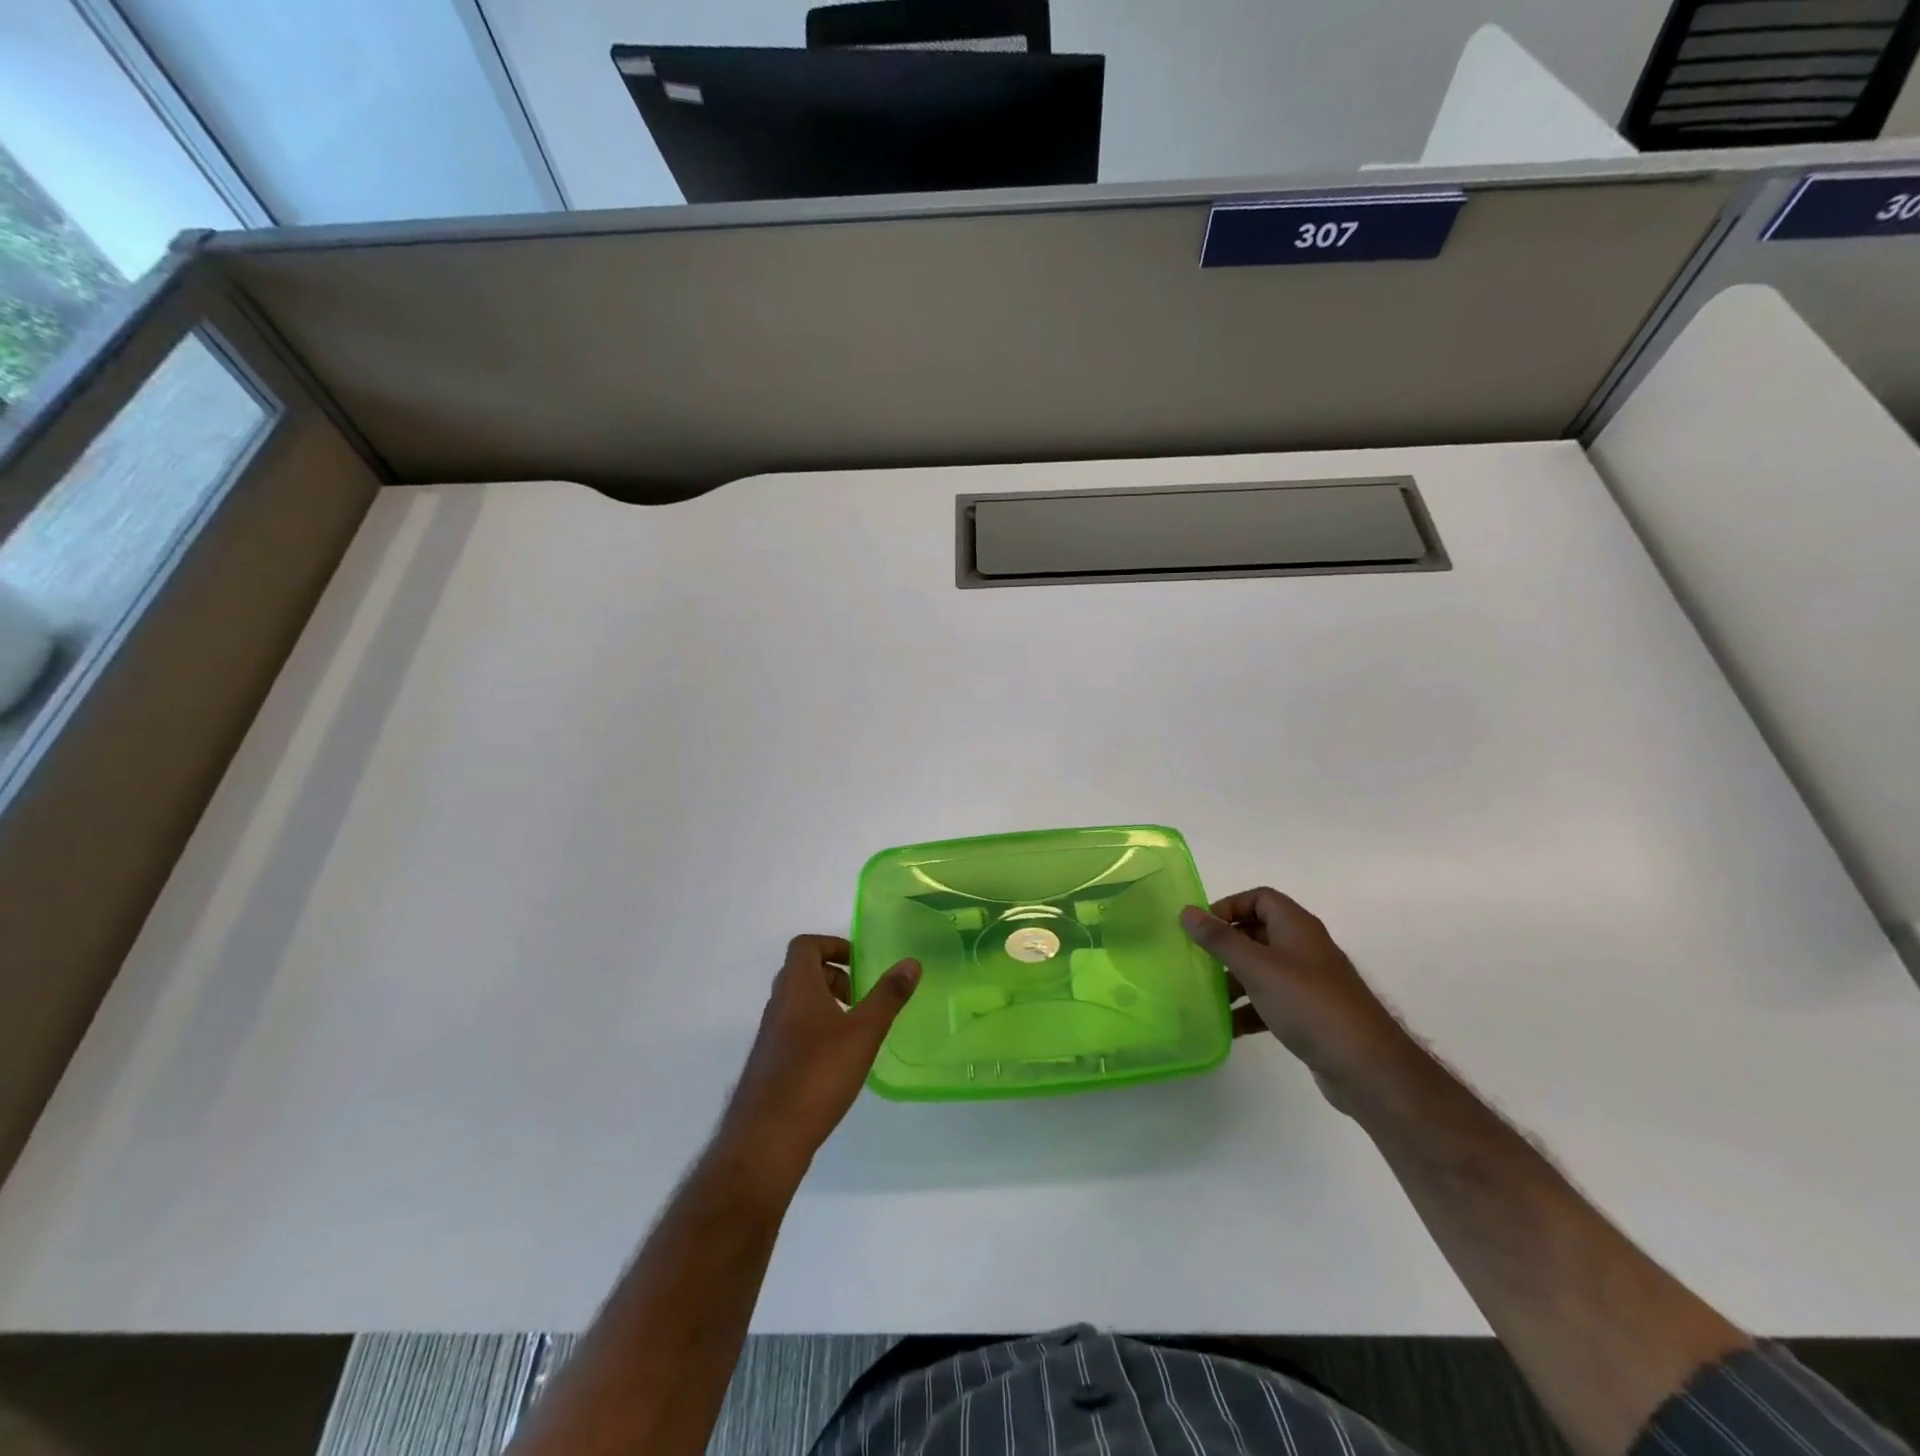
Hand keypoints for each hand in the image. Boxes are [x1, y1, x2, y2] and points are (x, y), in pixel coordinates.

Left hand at [719, 935, 919, 1181]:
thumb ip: (888, 996)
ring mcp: (770, 1036)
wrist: (766, 1138)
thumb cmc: (817, 1074)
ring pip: (798, 1003)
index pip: (805, 945)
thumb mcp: (863, 1032)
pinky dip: (817, 1031)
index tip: (860, 963)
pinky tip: (838, 1062)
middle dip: (835, 976)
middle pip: (802, 972)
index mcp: (797, 987)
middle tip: (862, 996)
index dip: (832, 945)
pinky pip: (794, 1031)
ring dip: (827, 1004)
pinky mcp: (770, 1064)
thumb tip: (910, 962)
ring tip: (855, 1029)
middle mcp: (778, 1005)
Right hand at [1181, 889, 1412, 1111]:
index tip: (1202, 928)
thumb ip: (1220, 940)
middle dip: (1226, 945)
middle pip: (1257, 933)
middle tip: (1196, 960)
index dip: (1229, 906)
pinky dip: (1248, 1009)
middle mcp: (1303, 948)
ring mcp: (1308, 982)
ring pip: (1262, 969)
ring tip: (1205, 996)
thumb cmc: (1309, 1004)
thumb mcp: (1257, 967)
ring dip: (1233, 980)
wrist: (1366, 1067)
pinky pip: (1270, 1001)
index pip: (1259, 898)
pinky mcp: (1309, 1014)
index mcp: (1296, 927)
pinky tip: (1226, 1027)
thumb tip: (1186, 911)